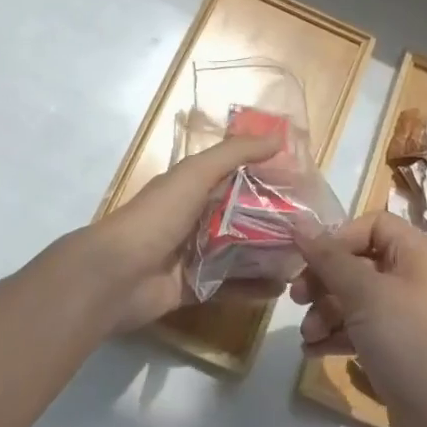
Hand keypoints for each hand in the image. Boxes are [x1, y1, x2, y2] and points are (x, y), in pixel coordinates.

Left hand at [68, 132, 284, 334]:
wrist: (115, 275)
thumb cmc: (156, 217)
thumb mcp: (195, 174)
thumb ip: (234, 154)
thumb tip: (278, 137)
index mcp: (191, 188)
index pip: (236, 177)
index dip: (266, 177)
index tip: (303, 183)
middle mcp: (193, 219)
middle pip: (241, 217)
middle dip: (273, 221)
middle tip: (310, 227)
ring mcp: (193, 256)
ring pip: (238, 253)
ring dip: (267, 255)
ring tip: (303, 258)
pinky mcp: (194, 288)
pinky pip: (229, 287)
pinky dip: (253, 288)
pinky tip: (280, 288)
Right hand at [293, 212, 426, 426]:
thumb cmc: (409, 343)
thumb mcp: (365, 294)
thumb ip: (328, 256)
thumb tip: (297, 219)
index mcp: (418, 256)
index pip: (374, 225)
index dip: (339, 238)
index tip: (310, 260)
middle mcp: (415, 281)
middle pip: (359, 262)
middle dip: (324, 280)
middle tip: (297, 299)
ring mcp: (408, 319)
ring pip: (356, 299)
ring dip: (325, 312)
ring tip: (307, 336)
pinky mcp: (398, 352)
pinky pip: (361, 331)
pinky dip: (336, 337)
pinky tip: (313, 352)